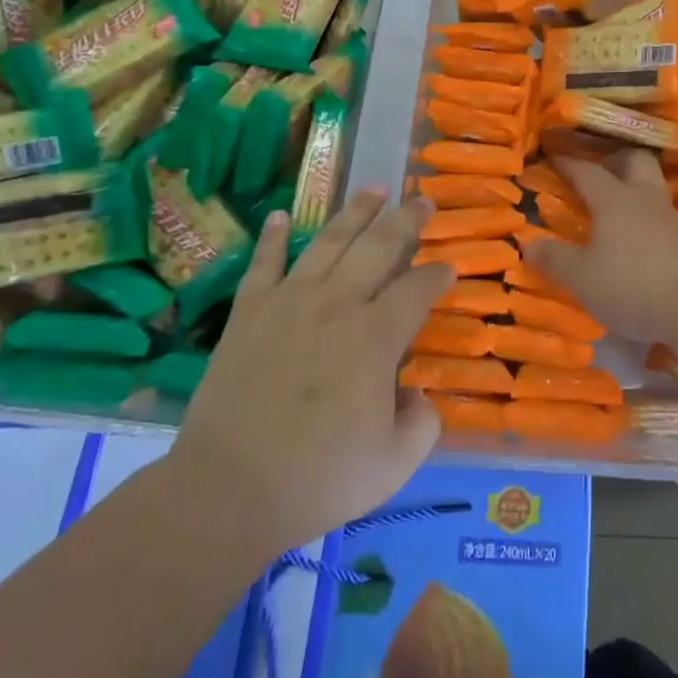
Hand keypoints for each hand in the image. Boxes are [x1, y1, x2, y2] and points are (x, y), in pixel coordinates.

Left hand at [166, 189, 451, 558]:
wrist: (228, 490)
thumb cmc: (319, 478)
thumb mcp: (395, 464)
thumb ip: (423, 424)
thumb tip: (418, 396)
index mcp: (376, 337)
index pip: (418, 288)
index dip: (438, 275)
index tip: (449, 270)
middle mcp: (338, 304)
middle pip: (380, 246)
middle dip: (407, 220)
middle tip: (422, 200)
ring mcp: (290, 301)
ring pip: (329, 241)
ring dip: (354, 212)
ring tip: (374, 188)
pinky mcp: (249, 312)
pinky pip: (264, 263)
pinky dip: (272, 237)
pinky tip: (279, 216)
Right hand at [526, 150, 677, 344]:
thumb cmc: (634, 284)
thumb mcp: (582, 278)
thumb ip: (554, 259)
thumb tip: (527, 242)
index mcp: (614, 200)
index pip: (587, 171)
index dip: (568, 163)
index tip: (553, 155)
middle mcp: (645, 200)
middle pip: (634, 162)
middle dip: (615, 161)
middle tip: (598, 173)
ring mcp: (672, 220)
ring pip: (652, 190)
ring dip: (634, 193)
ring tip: (616, 212)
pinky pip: (663, 220)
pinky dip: (648, 224)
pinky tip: (639, 244)